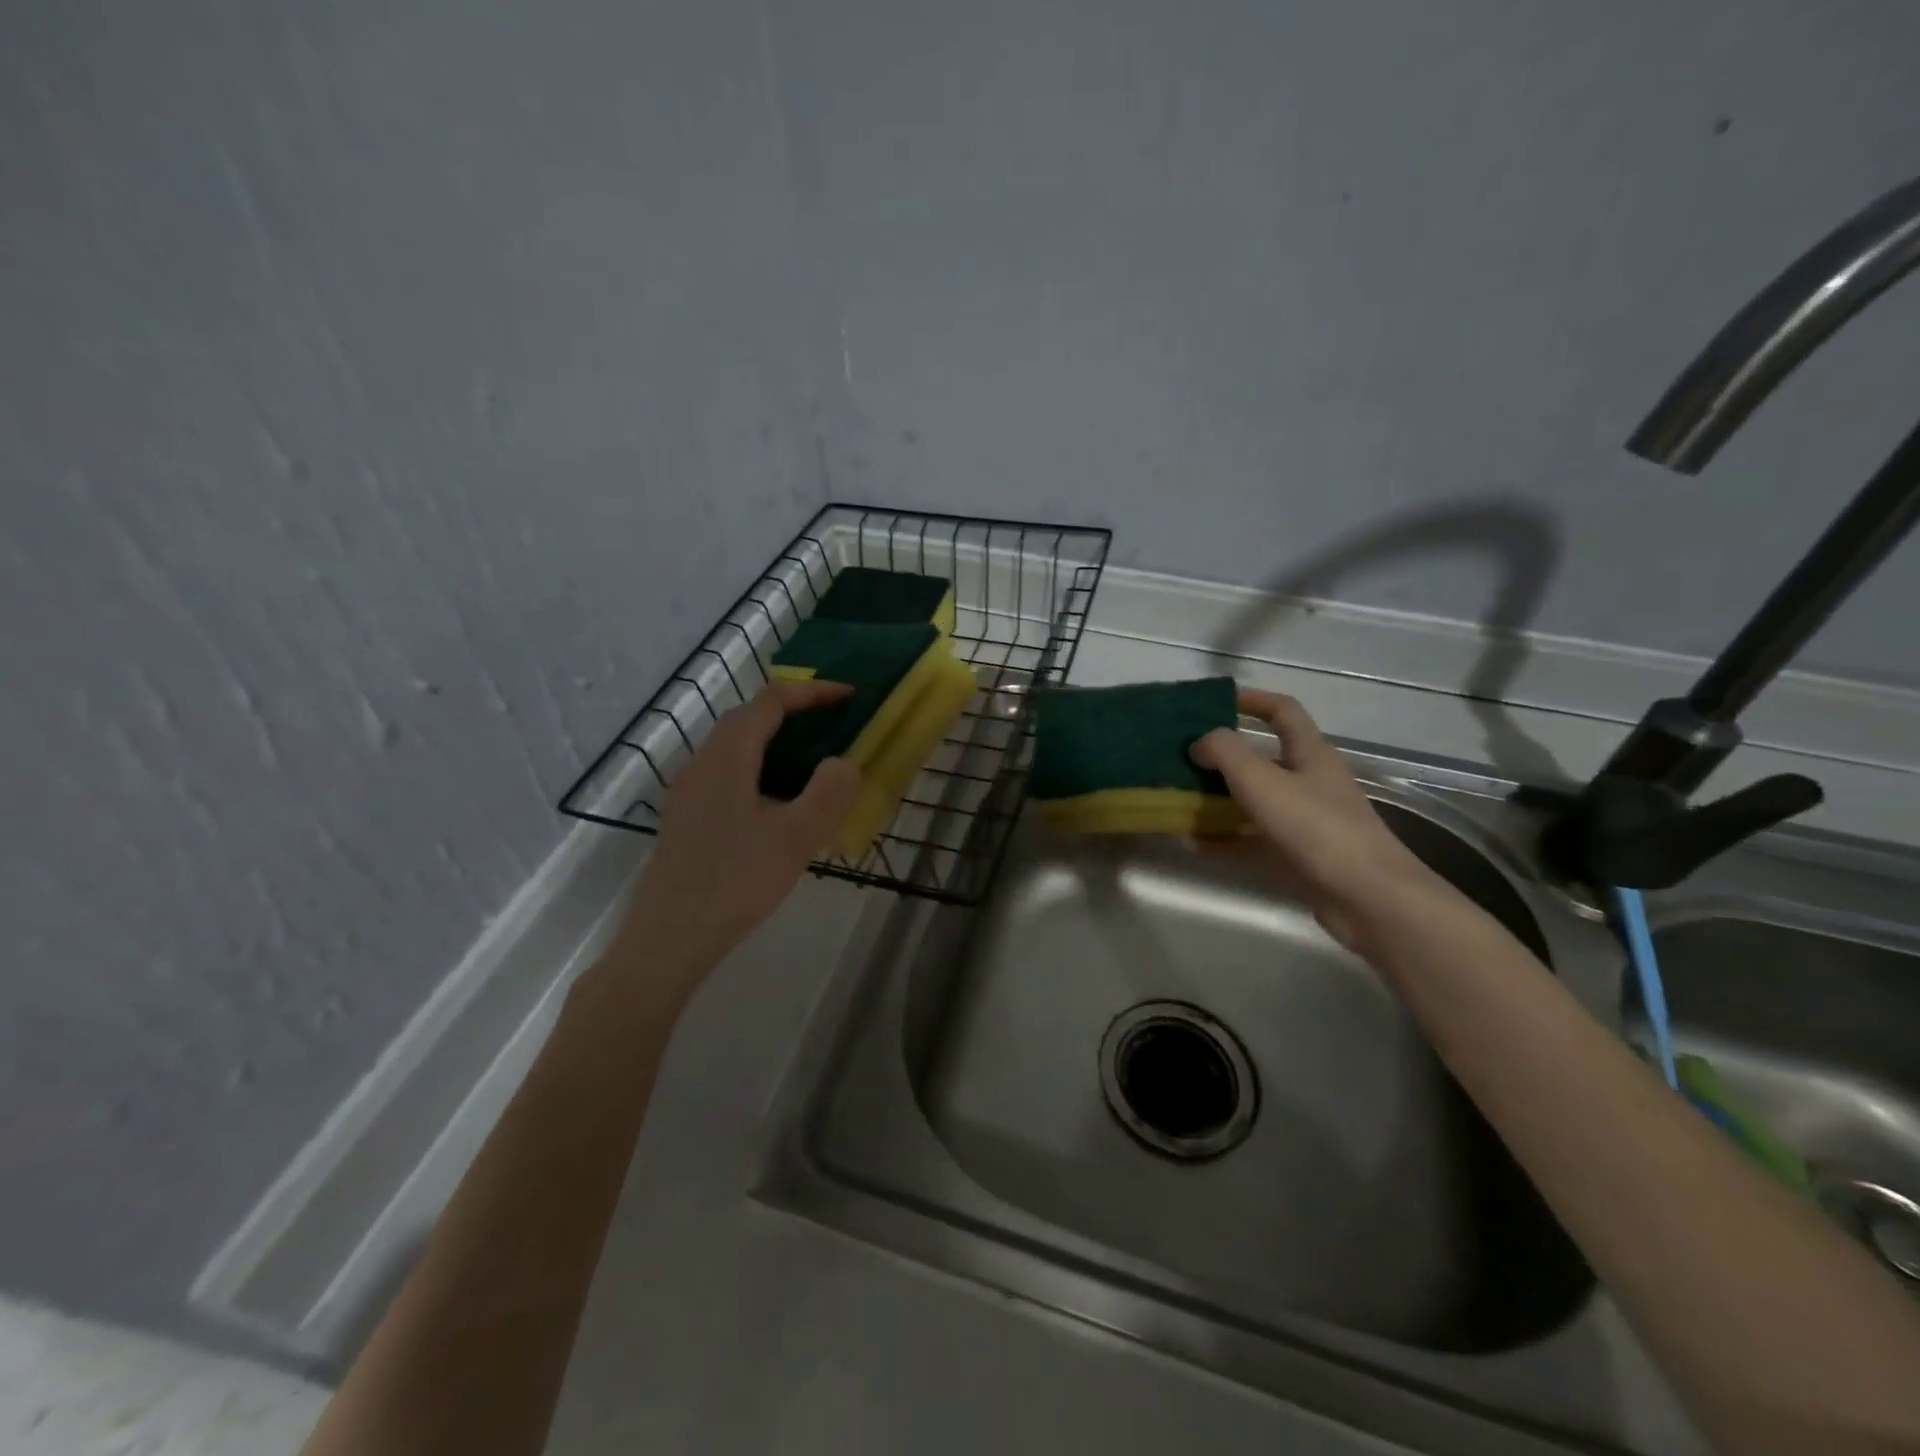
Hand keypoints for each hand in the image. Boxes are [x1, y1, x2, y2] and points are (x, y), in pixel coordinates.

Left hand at [610, 681, 861, 984]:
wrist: (668, 938)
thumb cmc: (735, 882)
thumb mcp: (796, 838)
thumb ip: (828, 792)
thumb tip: (843, 762)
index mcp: (727, 756)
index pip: (771, 701)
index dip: (812, 692)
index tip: (850, 696)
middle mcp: (702, 762)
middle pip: (749, 717)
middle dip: (795, 711)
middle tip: (836, 724)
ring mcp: (689, 790)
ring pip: (736, 746)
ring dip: (776, 739)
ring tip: (813, 758)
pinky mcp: (686, 817)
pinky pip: (728, 772)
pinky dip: (761, 767)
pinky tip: (778, 803)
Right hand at [1193, 688, 1448, 952]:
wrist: (1368, 900)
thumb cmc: (1317, 829)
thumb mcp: (1263, 781)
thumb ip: (1225, 753)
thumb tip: (1199, 742)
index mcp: (1310, 754)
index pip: (1283, 711)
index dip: (1251, 700)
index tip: (1213, 702)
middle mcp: (1308, 782)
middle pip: (1261, 759)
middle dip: (1220, 757)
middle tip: (1180, 758)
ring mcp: (1303, 822)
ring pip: (1252, 802)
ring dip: (1216, 800)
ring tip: (1177, 800)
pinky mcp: (1296, 857)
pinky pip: (1250, 841)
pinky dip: (1222, 840)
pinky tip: (1191, 843)